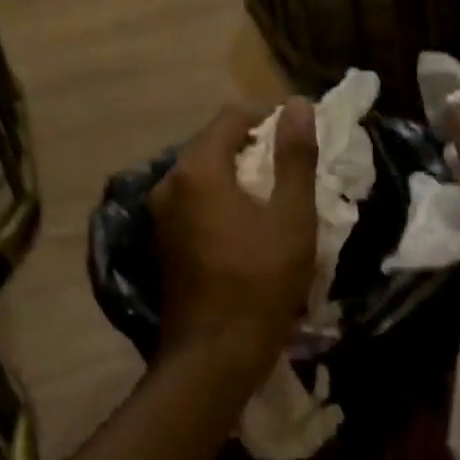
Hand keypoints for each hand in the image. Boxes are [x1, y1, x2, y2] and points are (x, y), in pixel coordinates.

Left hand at [149, 101, 317, 372]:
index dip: (268, 117)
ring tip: (274, 193)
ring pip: (202, 174)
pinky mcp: (162, 241)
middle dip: (252, 145)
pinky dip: (220, 199)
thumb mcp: (291, 216)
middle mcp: (168, 183)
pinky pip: (193, 201)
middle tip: (292, 165)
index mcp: (197, 170)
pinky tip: (246, 222)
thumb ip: (295, 156)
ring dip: (237, 174)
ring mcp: (160, 214)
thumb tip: (296, 104)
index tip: (300, 134)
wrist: (215, 354)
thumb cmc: (261, 281)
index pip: (231, 117)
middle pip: (212, 144)